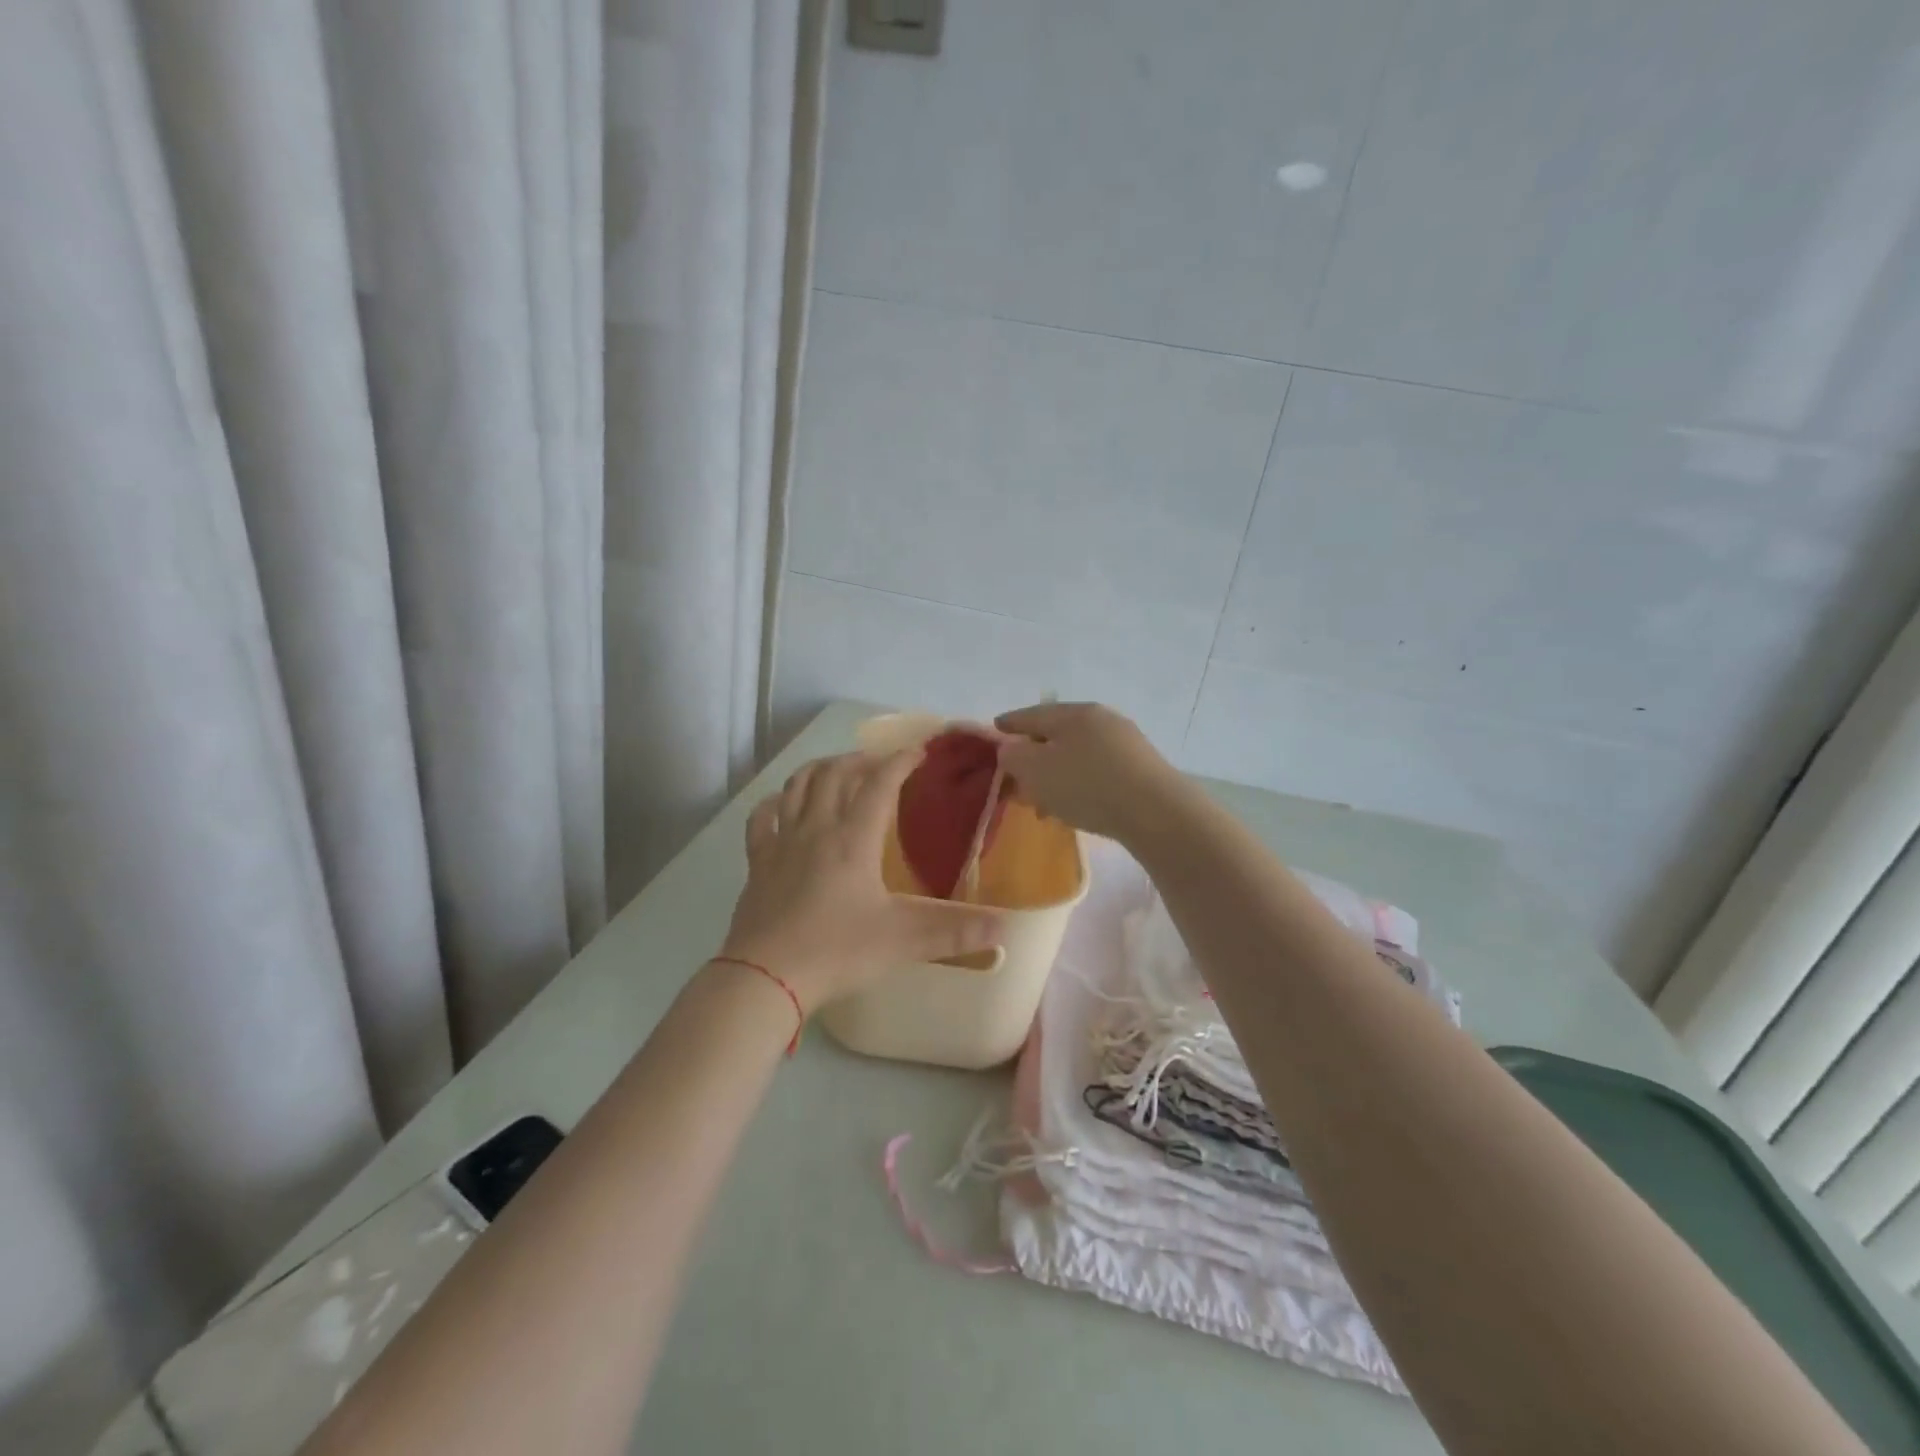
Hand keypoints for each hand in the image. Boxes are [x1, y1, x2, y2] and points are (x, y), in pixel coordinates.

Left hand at [717, 750, 1003, 1013]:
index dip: (901, 761)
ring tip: (838, 771)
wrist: (766, 977)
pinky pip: (763, 818)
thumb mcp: (904, 942)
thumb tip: (1004, 932)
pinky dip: (776, 802)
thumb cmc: (838, 951)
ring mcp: (782, 843)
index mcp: (853, 839)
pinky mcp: (758, 862)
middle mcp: (817, 828)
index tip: (920, 751)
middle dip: (862, 760)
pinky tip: (783, 805)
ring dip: (820, 770)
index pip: (879, 783)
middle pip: (835, 774)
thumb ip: (955, 932)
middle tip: (881, 764)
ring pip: (798, 786)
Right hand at [994, 701, 1186, 843]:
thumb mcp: (1035, 770)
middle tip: (1017, 776)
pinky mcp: (1140, 768)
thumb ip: (1013, 756)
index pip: (1030, 714)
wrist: (1156, 812)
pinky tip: (1076, 806)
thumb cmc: (1087, 785)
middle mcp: (1100, 719)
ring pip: (1078, 754)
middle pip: (1056, 734)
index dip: (1008, 723)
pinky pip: (1098, 770)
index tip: (994, 729)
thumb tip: (1011, 749)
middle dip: (1034, 754)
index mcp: (1073, 713)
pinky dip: (1079, 784)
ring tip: (1044, 801)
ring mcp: (1125, 742)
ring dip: (1057, 774)